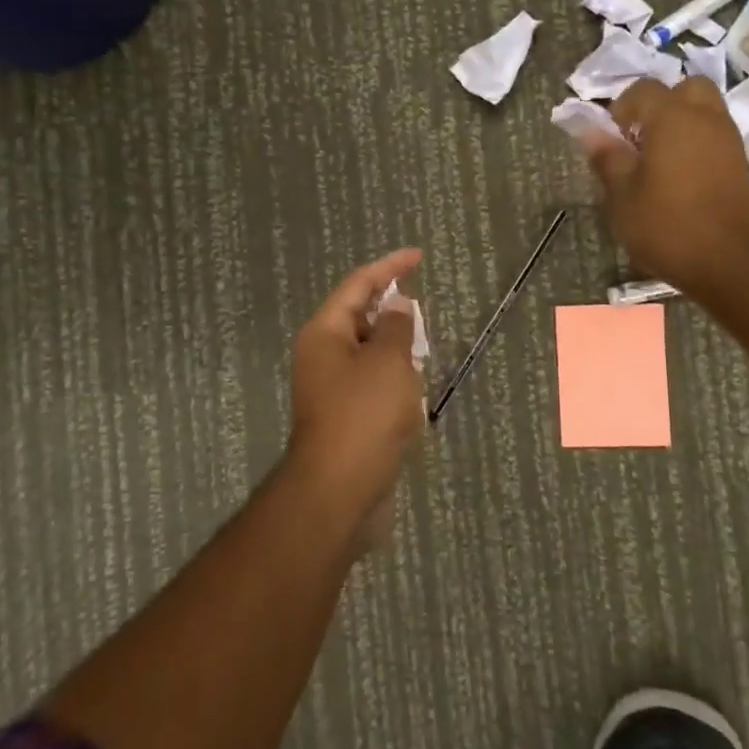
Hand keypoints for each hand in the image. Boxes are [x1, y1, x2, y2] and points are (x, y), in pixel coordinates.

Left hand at [287, 249, 425, 541]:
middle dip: (393, 311)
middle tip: (425, 312)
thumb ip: (397, 328)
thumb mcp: (388, 362)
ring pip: (368, 353)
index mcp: (325, 333)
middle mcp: (323, 356)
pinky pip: (372, 384)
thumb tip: (398, 306)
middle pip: (360, 318)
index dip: (389, 267)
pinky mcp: (346, 417)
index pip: (358, 285)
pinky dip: (394, 379)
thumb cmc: (364, 416)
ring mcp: (332, 389)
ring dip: (396, 347)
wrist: (339, 491)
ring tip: (425, 348)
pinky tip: (416, 390)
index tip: (418, 257)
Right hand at [581, 77, 748, 292]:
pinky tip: (680, 177)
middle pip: (685, 88)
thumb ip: (607, 157)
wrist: (732, 262)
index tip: (612, 137)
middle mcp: (706, 118)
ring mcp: (729, 140)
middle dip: (661, 104)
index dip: (622, 107)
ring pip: (704, 111)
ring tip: (658, 160)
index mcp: (672, 118)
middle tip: (641, 137)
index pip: (643, 88)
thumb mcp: (623, 195)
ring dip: (681, 123)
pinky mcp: (742, 163)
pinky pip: (715, 136)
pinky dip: (697, 143)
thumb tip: (590, 131)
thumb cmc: (667, 225)